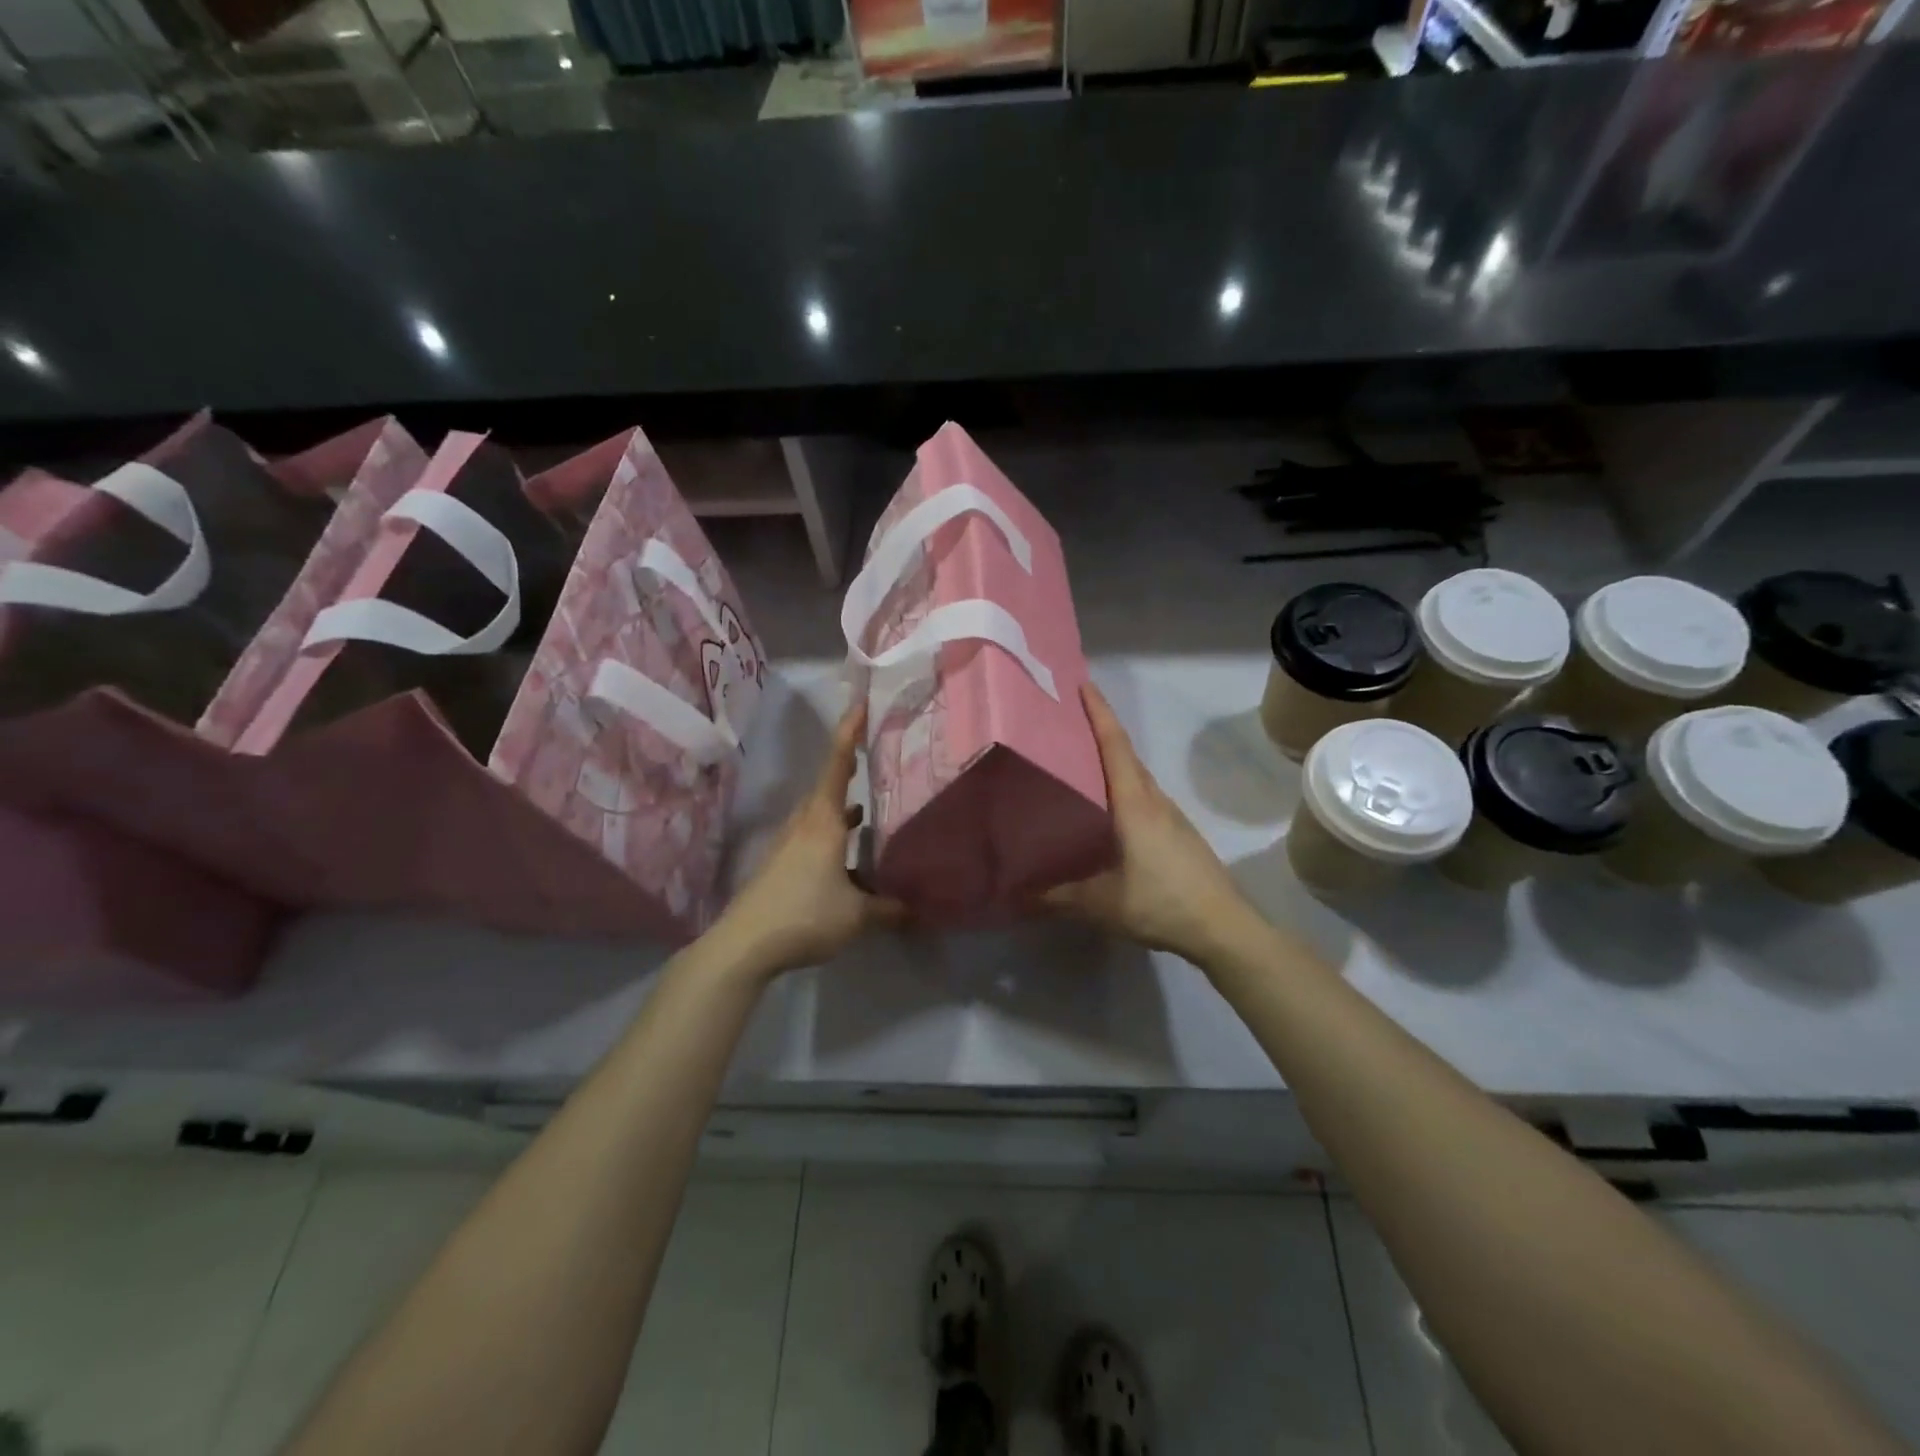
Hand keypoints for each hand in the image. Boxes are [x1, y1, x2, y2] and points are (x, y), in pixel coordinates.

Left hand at [711, 703, 906, 978]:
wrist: (744, 945)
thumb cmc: (805, 915)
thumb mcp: (857, 915)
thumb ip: (889, 909)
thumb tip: (916, 909)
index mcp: (823, 822)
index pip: (837, 766)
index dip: (849, 734)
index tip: (860, 706)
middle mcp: (803, 825)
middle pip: (826, 788)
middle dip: (848, 771)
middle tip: (872, 760)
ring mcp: (787, 846)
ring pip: (819, 816)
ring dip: (841, 810)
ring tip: (866, 812)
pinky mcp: (779, 867)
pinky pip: (811, 840)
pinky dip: (832, 839)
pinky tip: (847, 861)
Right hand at [1043, 683, 1253, 965]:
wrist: (1224, 927)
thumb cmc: (1161, 903)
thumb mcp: (1101, 904)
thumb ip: (1058, 896)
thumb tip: (1017, 894)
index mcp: (1134, 803)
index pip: (1114, 745)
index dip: (1098, 712)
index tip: (1081, 684)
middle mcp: (1153, 799)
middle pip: (1124, 754)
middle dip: (1099, 731)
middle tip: (1064, 723)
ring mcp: (1170, 815)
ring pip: (1135, 776)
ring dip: (1111, 760)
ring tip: (1077, 763)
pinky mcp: (1178, 832)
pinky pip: (1143, 796)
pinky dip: (1122, 787)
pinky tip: (1106, 810)